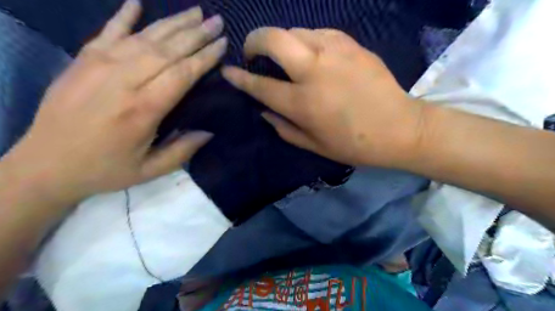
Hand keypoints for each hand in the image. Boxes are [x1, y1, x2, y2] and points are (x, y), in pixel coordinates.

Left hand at [1, 2, 226, 203]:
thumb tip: (209, 131)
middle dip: (196, 34)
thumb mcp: (151, 170)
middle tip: (217, 22)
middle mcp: (123, 80)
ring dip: (173, 22)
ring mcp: (99, 65)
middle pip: (167, 50)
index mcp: (143, 109)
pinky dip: (124, 14)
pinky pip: (107, 31)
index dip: (205, 57)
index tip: (222, 44)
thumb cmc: (105, 169)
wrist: (45, 165)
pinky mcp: (82, 60)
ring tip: (196, 12)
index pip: (182, 73)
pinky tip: (138, 1)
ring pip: (144, 37)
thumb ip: (183, 150)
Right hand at [223, 26, 427, 167]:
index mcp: (302, 103)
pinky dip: (307, 40)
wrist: (399, 128)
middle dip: (254, 40)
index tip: (228, 72)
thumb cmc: (354, 144)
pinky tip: (312, 54)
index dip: (239, 77)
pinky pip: (319, 32)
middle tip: (253, 53)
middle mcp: (314, 71)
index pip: (259, 85)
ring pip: (295, 30)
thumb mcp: (313, 146)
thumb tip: (264, 111)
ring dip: (282, 41)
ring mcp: (334, 52)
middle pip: (272, 39)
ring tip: (286, 58)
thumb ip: (283, 128)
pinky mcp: (352, 45)